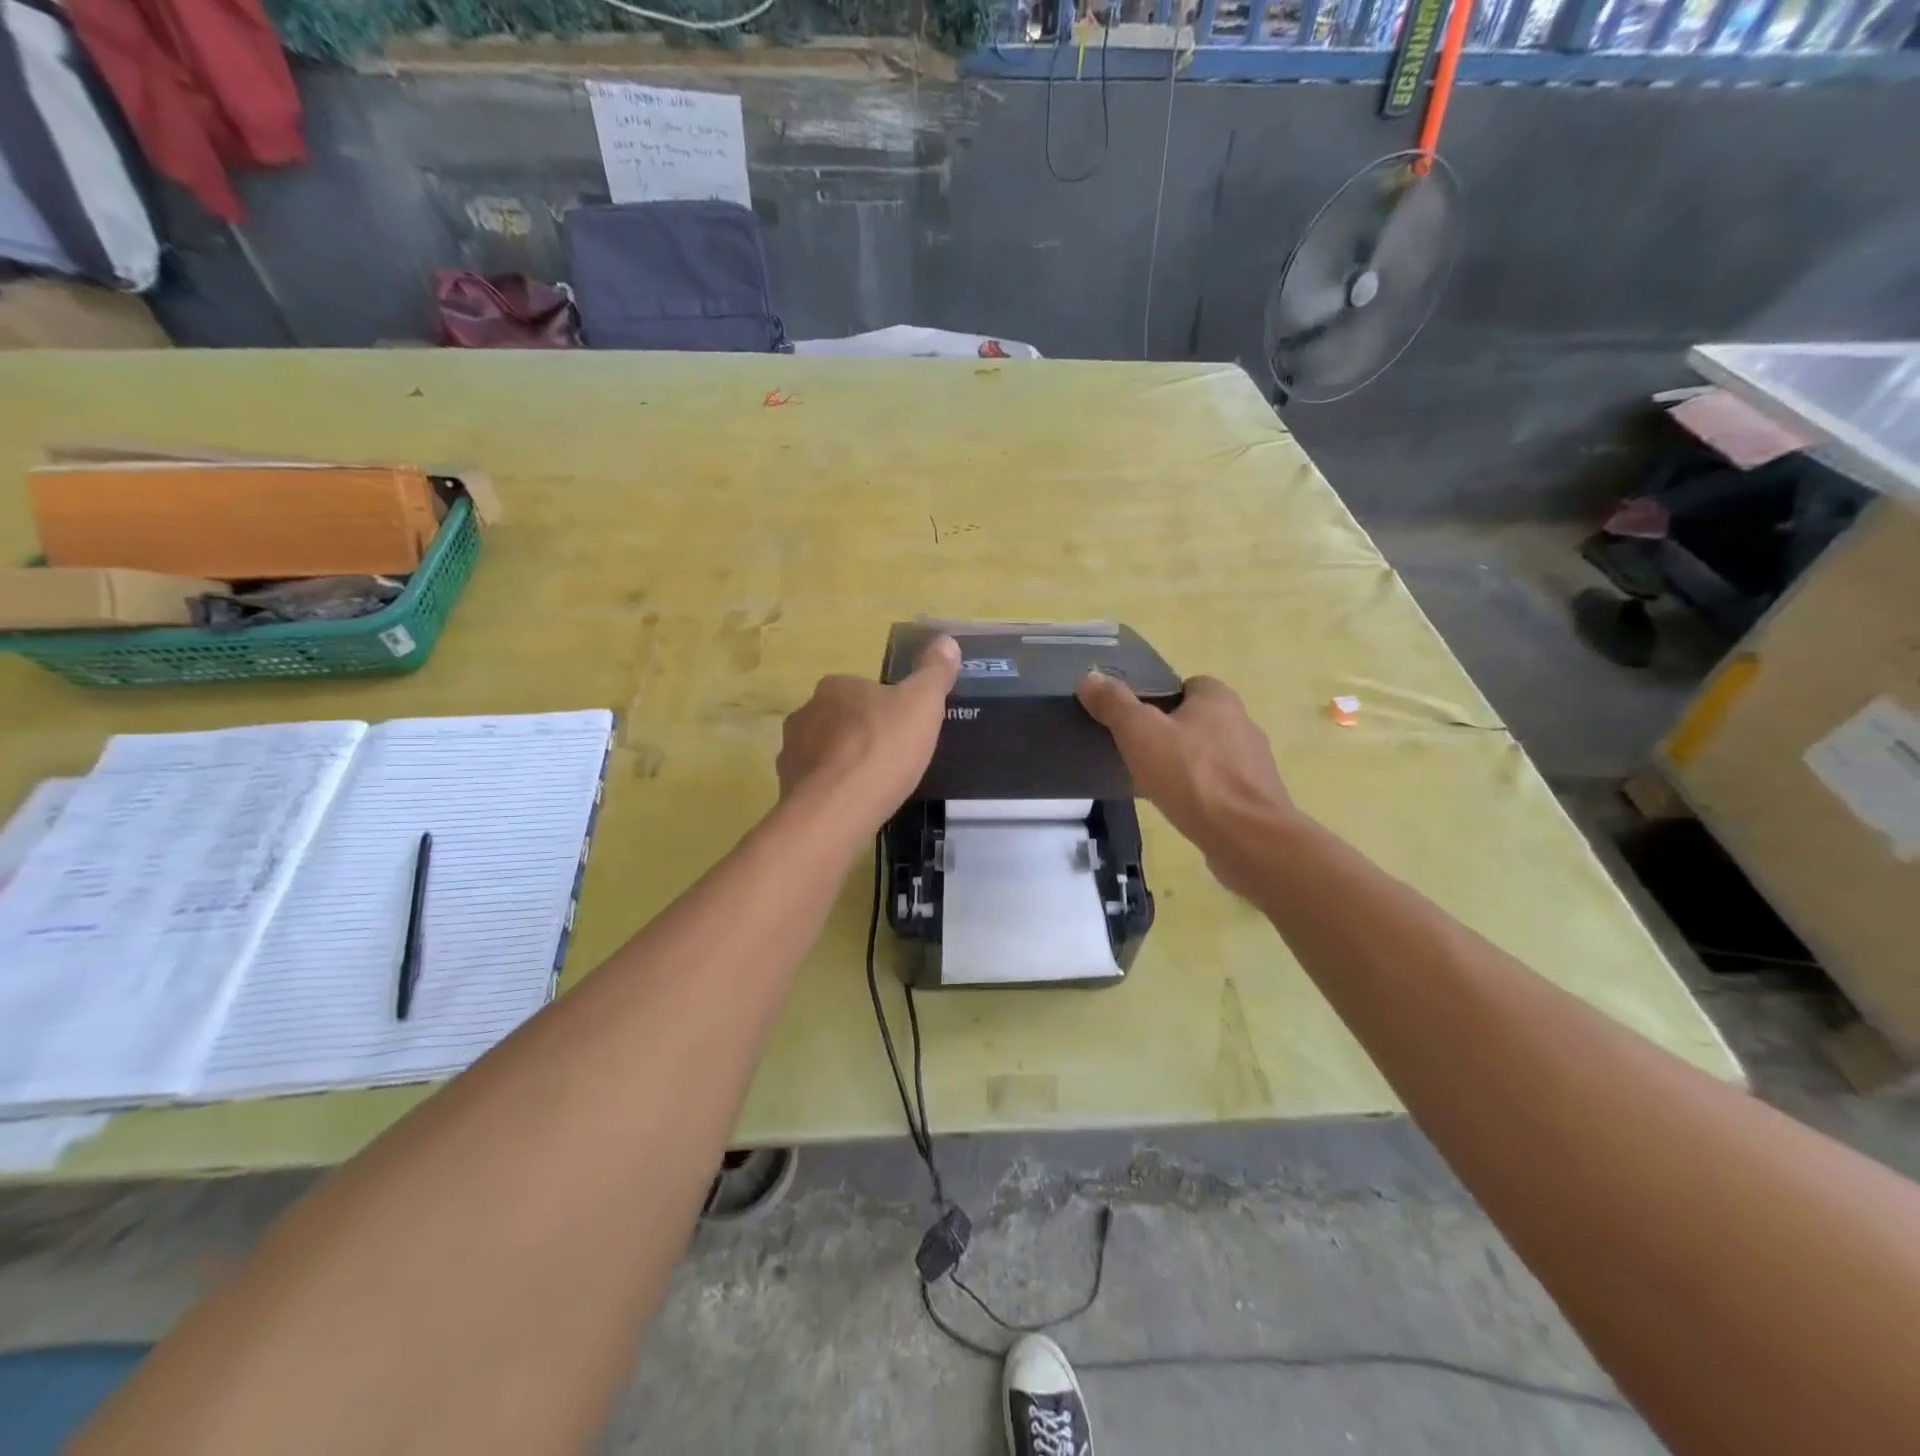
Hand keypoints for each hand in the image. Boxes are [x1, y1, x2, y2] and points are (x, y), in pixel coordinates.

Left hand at [777, 635, 960, 833]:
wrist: (837, 809)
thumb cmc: (882, 748)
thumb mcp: (922, 704)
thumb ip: (934, 672)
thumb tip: (946, 640)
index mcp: (835, 687)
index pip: (862, 689)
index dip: (885, 708)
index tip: (903, 728)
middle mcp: (805, 712)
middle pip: (841, 719)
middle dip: (861, 734)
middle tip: (891, 757)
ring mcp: (792, 751)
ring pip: (824, 751)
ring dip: (843, 762)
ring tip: (872, 785)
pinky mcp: (786, 786)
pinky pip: (814, 783)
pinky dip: (831, 789)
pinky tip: (852, 804)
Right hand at [1076, 671, 1294, 896]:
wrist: (1247, 838)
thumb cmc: (1192, 776)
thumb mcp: (1140, 733)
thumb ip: (1114, 704)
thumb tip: (1090, 678)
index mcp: (1219, 699)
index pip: (1185, 685)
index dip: (1157, 699)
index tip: (1133, 722)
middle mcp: (1242, 723)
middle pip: (1195, 720)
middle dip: (1168, 734)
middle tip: (1136, 753)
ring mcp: (1253, 763)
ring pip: (1207, 754)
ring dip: (1184, 765)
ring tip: (1154, 784)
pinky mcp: (1255, 797)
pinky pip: (1218, 786)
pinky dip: (1199, 793)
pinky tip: (1179, 808)